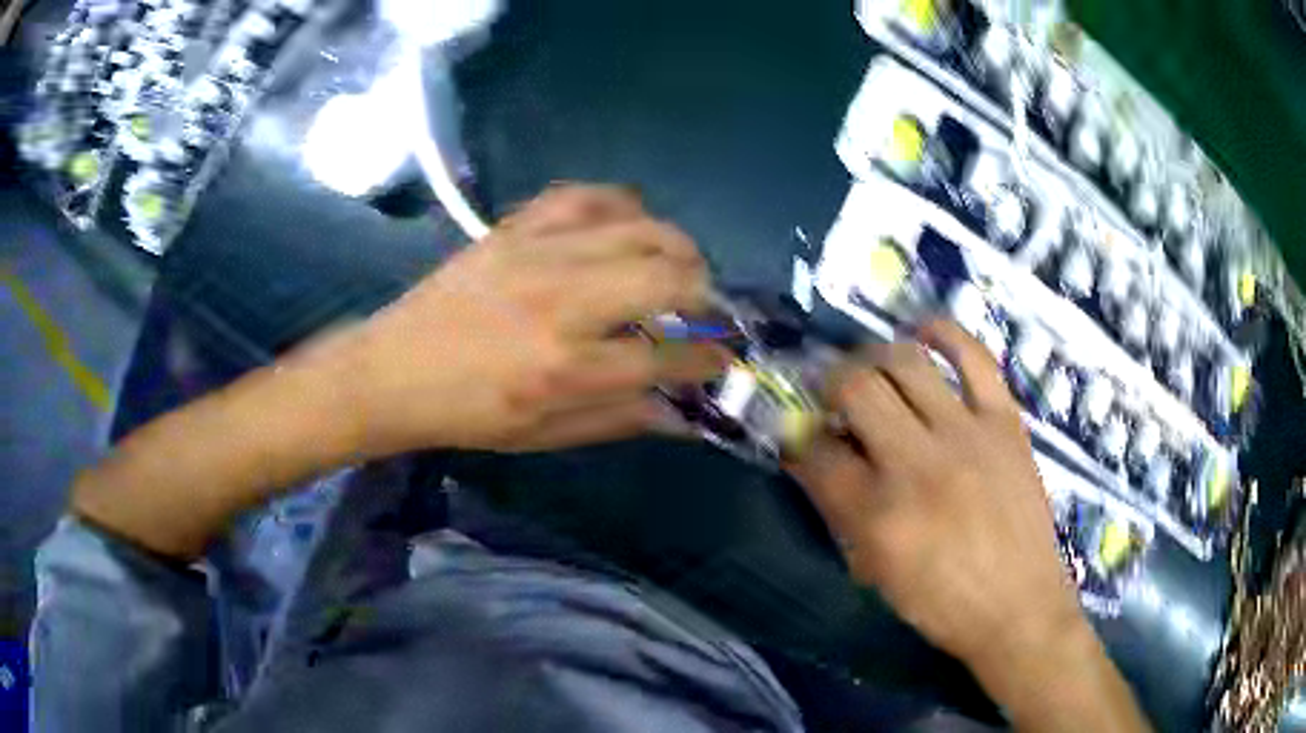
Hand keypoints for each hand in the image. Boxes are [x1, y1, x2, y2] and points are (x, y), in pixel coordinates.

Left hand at [338, 184, 729, 455]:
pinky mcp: (517, 227)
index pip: (669, 357)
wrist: (395, 369)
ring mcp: (539, 253)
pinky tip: (630, 223)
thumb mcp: (545, 435)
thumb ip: (621, 420)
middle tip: (704, 311)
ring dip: (678, 247)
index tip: (723, 359)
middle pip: (668, 278)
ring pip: (641, 227)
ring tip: (681, 266)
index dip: (710, 360)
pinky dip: (621, 204)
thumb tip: (683, 415)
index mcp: (568, 369)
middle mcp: (564, 302)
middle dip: (706, 296)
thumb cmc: (469, 414)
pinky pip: (586, 194)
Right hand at [785, 320, 1085, 669]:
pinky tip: (924, 331)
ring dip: (874, 357)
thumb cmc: (942, 602)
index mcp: (877, 514)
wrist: (1018, 604)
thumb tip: (817, 458)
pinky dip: (945, 333)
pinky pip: (974, 356)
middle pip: (856, 388)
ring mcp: (966, 434)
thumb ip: (841, 511)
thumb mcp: (876, 571)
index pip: (817, 451)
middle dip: (828, 382)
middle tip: (829, 393)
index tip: (800, 434)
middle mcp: (917, 463)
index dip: (798, 437)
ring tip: (870, 368)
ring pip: (906, 361)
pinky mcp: (1004, 421)